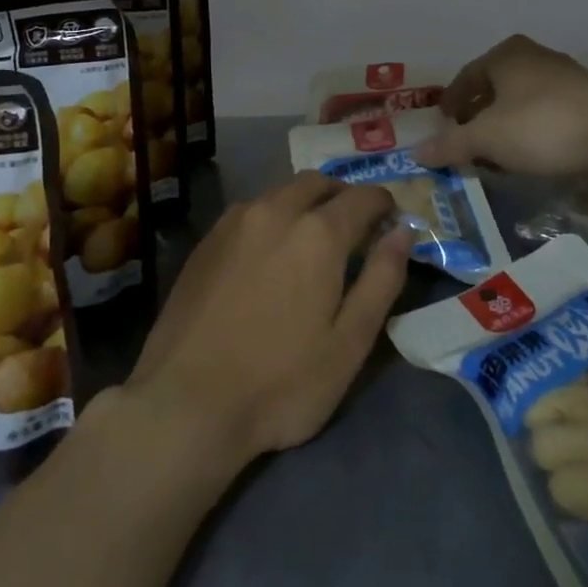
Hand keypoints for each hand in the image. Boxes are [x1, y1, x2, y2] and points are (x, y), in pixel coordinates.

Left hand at [126, 175, 411, 467]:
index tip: (391, 221)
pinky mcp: (207, 239)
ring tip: (312, 241)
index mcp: (318, 233)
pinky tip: (270, 254)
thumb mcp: (349, 343)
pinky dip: (273, 217)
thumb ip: (381, 279)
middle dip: (343, 197)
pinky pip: (252, 210)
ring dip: (306, 203)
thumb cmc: (280, 382)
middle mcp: (276, 210)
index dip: (384, 205)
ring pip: (282, 192)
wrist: (185, 403)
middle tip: (354, 229)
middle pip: (319, 183)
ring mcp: (236, 221)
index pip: (363, 197)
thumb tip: (403, 232)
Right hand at [415, 35, 587, 177]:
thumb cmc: (541, 124)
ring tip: (496, 153)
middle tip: (466, 139)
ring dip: (507, 126)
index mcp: (506, 56)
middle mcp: (535, 59)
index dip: (452, 99)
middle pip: (496, 87)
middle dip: (479, 114)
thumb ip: (451, 144)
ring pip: (523, 102)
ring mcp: (566, 79)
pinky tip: (531, 157)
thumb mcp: (487, 138)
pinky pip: (548, 117)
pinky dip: (533, 134)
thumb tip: (416, 153)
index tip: (442, 120)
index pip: (468, 75)